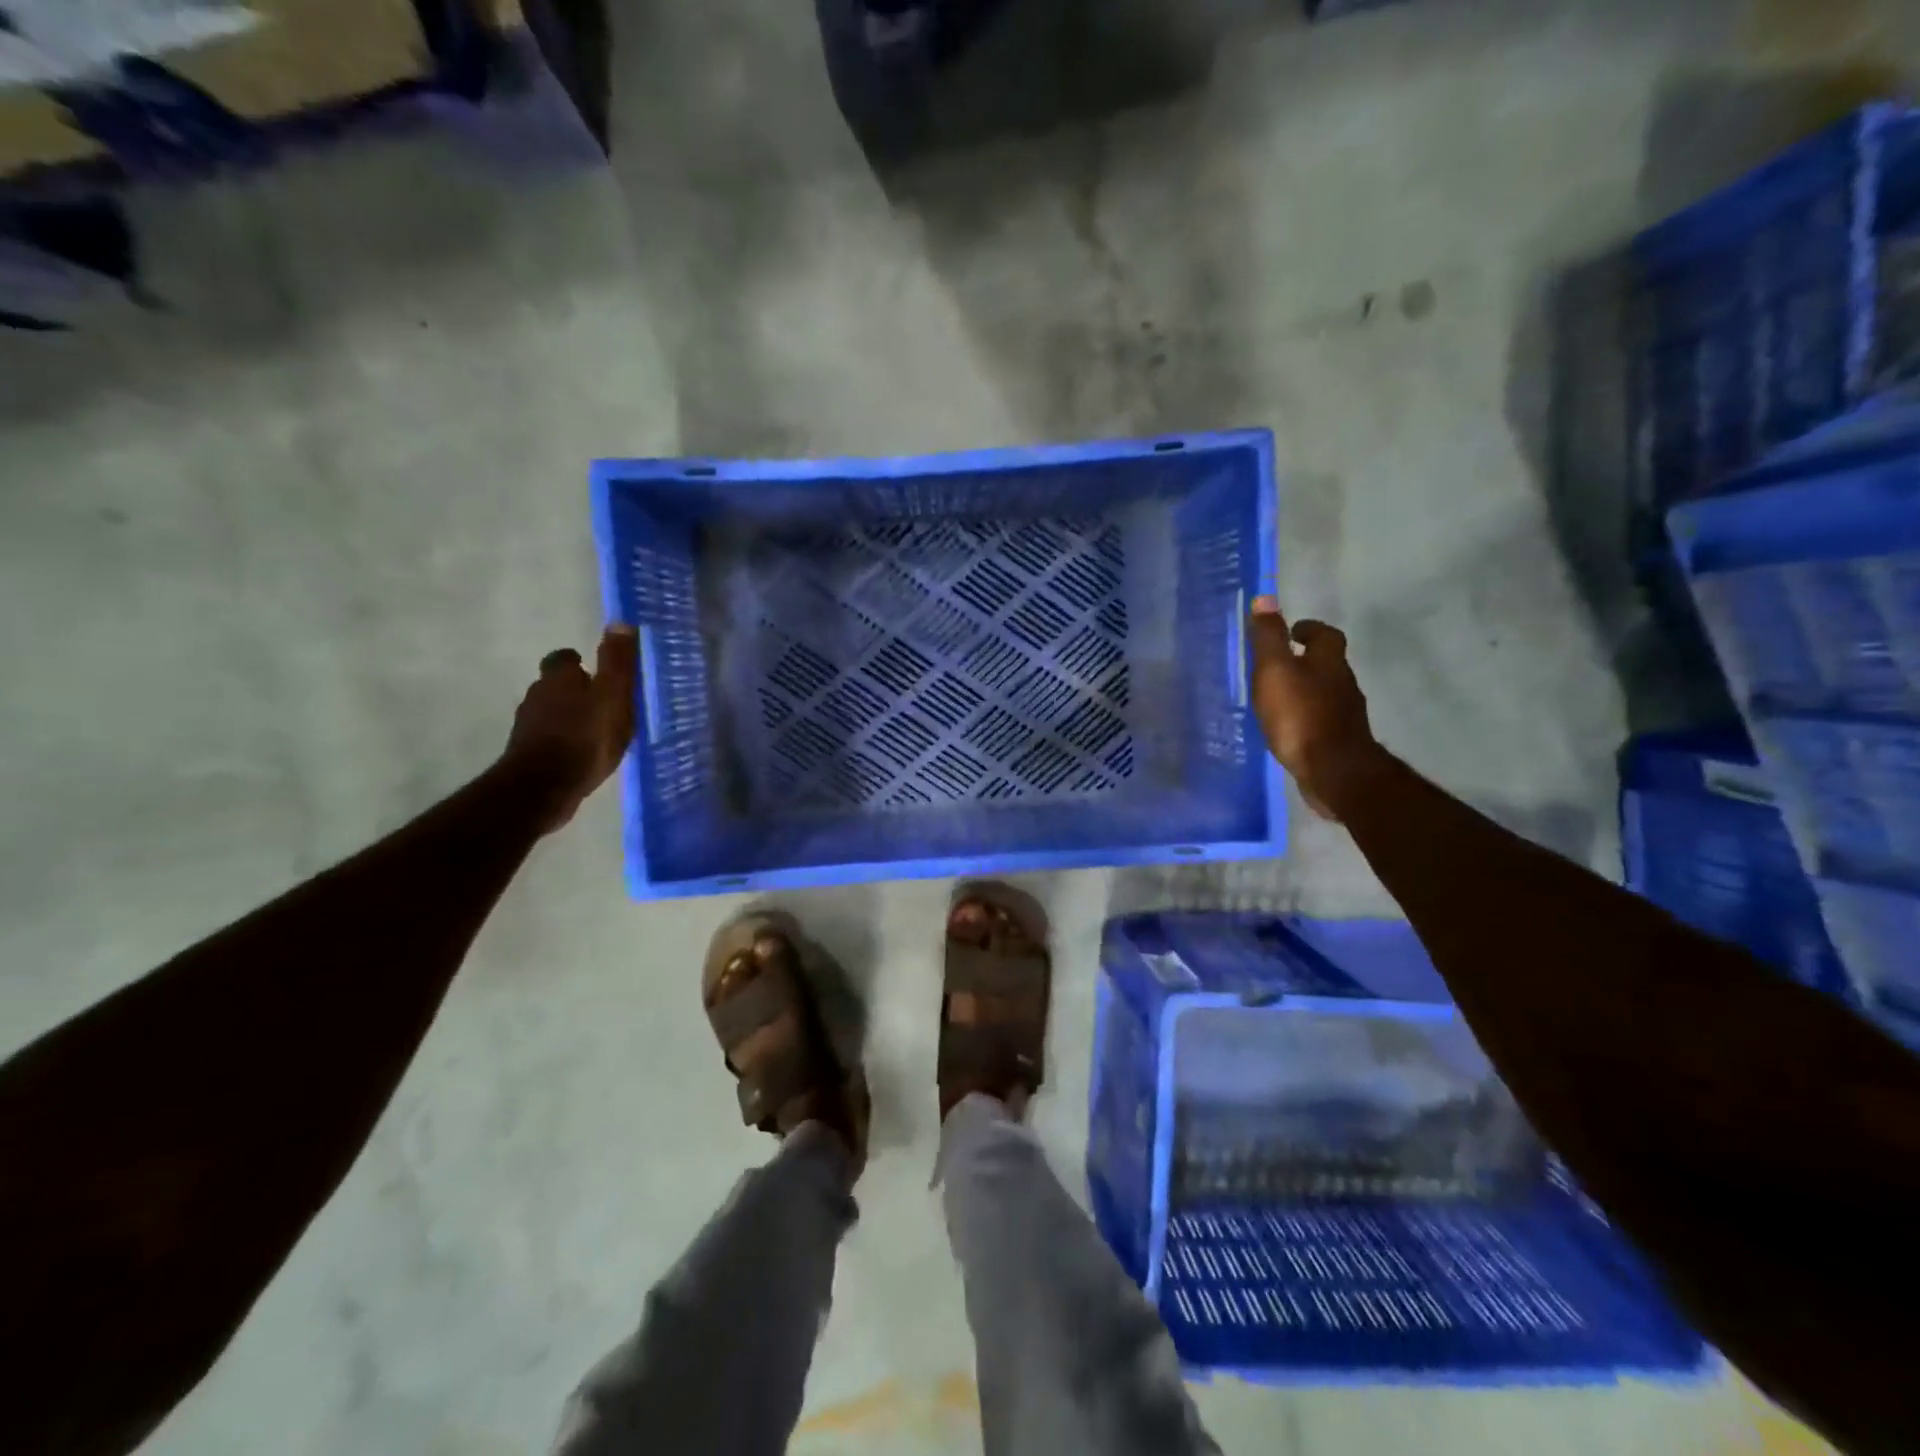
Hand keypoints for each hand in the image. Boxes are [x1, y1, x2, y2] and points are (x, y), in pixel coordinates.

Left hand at [503, 625, 638, 831]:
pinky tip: (580, 754)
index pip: (564, 658)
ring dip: (568, 717)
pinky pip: (548, 739)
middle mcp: (537, 695)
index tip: (594, 671)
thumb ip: (617, 662)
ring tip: (594, 731)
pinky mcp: (527, 753)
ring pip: (550, 712)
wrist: (544, 786)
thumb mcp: (613, 696)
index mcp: (559, 678)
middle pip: (555, 685)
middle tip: (601, 702)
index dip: (578, 662)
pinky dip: (563, 741)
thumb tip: (619, 621)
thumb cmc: (586, 736)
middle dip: (574, 690)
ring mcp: (528, 725)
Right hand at [1246, 597, 1377, 820]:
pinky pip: (1321, 719)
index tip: (1292, 630)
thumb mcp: (1275, 671)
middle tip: (1280, 663)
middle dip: (1306, 659)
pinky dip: (1307, 716)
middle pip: (1328, 663)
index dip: (1309, 629)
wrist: (1334, 771)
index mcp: (1328, 662)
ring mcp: (1344, 714)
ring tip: (1279, 696)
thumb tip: (1266, 597)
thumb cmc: (1300, 714)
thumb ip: (1269, 637)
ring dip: (1306, 689)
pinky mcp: (1340, 741)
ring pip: (1325, 692)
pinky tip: (1289, 727)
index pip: (1325, 634)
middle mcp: (1343, 683)